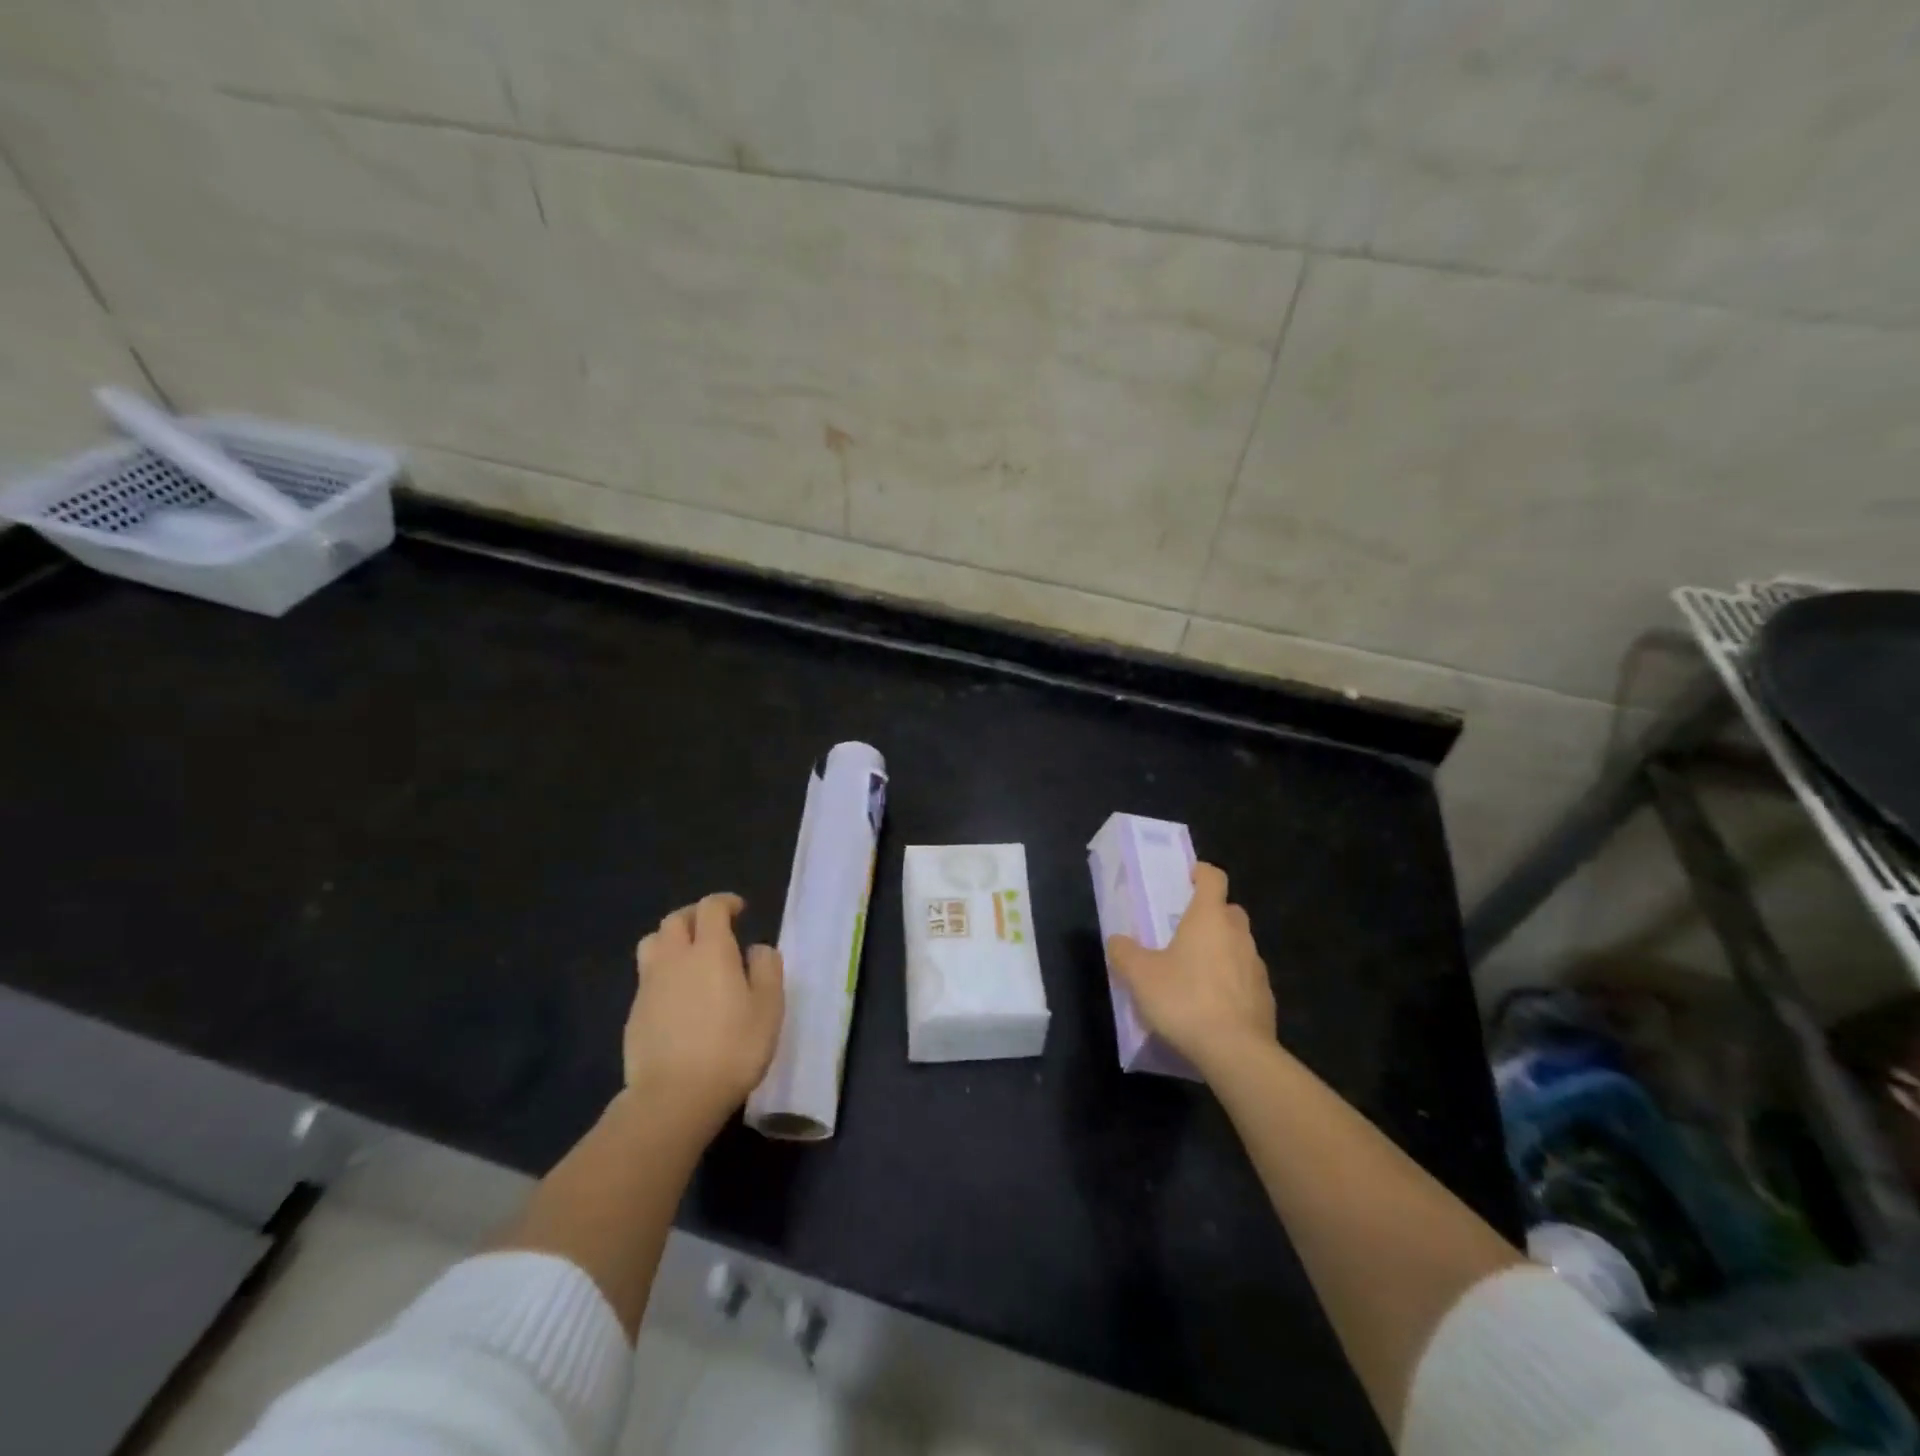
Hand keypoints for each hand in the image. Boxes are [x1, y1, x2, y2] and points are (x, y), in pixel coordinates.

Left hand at [626, 893, 783, 1132]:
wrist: (674, 1097)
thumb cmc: (733, 1048)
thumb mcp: (769, 1008)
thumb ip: (767, 969)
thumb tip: (756, 949)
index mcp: (711, 950)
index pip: (711, 908)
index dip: (725, 902)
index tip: (739, 910)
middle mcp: (675, 958)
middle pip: (676, 920)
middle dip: (695, 915)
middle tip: (713, 928)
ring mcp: (649, 985)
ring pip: (653, 943)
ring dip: (671, 939)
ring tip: (688, 954)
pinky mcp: (635, 1013)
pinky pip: (647, 976)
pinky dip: (662, 971)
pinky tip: (677, 995)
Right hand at [1107, 863, 1275, 1075]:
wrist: (1236, 1052)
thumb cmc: (1184, 999)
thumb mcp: (1139, 975)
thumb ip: (1124, 952)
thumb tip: (1117, 940)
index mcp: (1209, 918)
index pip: (1214, 878)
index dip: (1201, 873)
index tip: (1186, 879)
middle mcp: (1238, 934)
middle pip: (1229, 911)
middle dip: (1211, 915)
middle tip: (1184, 931)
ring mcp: (1257, 966)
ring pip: (1239, 946)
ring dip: (1221, 951)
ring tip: (1195, 974)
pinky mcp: (1266, 998)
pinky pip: (1246, 978)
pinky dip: (1231, 983)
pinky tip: (1212, 1005)